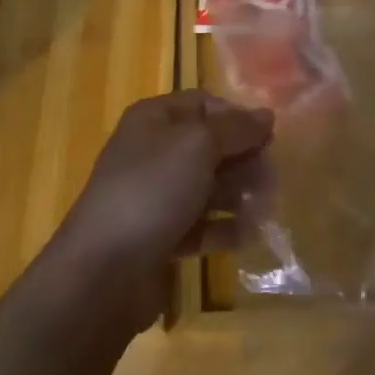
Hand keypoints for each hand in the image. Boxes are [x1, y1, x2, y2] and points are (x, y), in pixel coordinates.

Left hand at [47, 90, 272, 326]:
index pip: (205, 104)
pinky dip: (223, 229)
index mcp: (155, 119)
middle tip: (271, 181)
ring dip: (238, 195)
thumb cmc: (152, 190)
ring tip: (263, 210)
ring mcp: (154, 196)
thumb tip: (266, 115)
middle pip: (210, 146)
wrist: (103, 271)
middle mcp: (153, 151)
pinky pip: (200, 225)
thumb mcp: (198, 145)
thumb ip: (236, 129)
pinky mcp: (160, 237)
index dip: (237, 118)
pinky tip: (246, 236)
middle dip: (243, 160)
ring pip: (207, 186)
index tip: (269, 140)